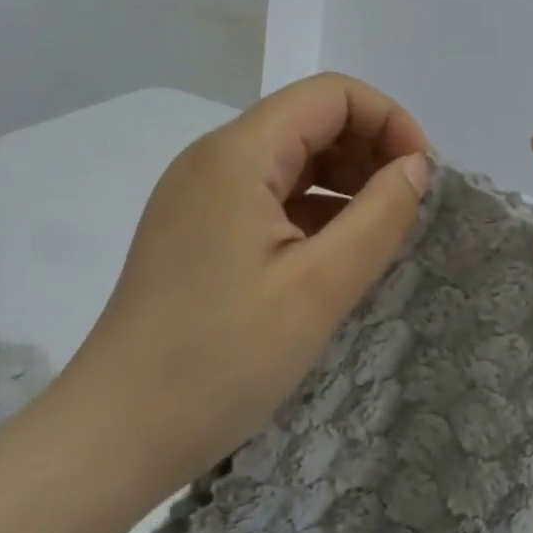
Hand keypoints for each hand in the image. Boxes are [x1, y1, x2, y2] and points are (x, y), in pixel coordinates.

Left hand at [58, 73, 429, 495]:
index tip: (421, 177)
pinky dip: (312, 208)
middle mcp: (213, 158)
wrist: (111, 438)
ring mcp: (199, 194)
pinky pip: (268, 194)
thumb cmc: (220, 360)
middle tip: (406, 208)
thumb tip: (417, 166)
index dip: (388, 121)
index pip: (332, 94)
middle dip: (369, 150)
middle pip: (311, 119)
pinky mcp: (195, 229)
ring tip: (378, 232)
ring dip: (344, 181)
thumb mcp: (320, 287)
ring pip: (291, 157)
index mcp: (238, 153)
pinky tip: (335, 253)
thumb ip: (380, 215)